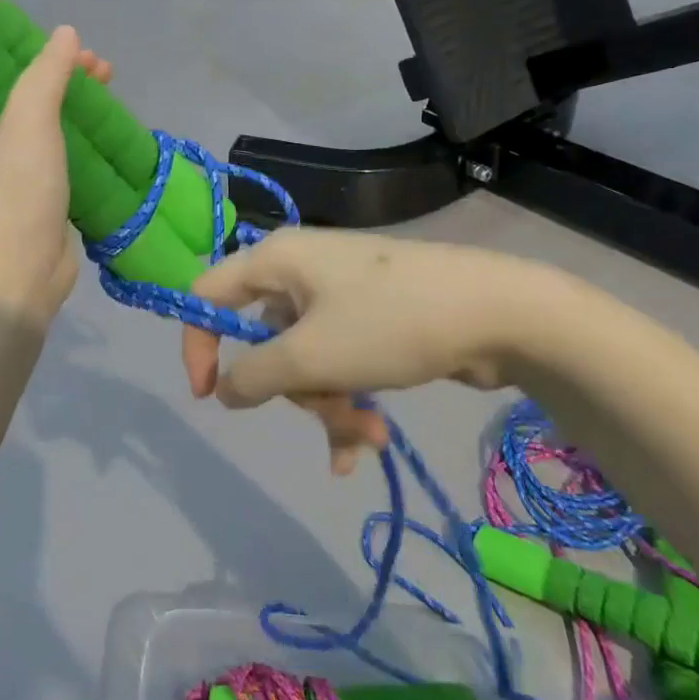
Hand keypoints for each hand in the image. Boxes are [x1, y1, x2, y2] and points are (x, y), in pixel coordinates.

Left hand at [0, 25, 111, 322]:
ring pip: (46, 130)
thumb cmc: (15, 191)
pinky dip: (83, 144)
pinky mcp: (36, 202)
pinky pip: (61, 160)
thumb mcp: (28, 119)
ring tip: (111, 95)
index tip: (71, 52)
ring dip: (77, 110)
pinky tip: (109, 137)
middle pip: (26, 99)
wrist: (18, 274)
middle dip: (64, 80)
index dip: (33, 56)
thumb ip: (46, 72)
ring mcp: (8, 178)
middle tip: (101, 70)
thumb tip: (66, 34)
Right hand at [180, 229, 571, 473]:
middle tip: (328, 415)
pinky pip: (340, 359)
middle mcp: (302, 270)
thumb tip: (224, 390)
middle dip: (294, 388)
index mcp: (277, 260)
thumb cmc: (390, 323)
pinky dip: (349, 396)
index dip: (198, 343)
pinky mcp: (373, 316)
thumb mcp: (312, 356)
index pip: (208, 293)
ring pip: (306, 357)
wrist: (500, 312)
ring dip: (329, 403)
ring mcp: (341, 293)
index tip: (209, 395)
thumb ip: (254, 375)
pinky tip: (371, 440)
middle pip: (265, 337)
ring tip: (368, 436)